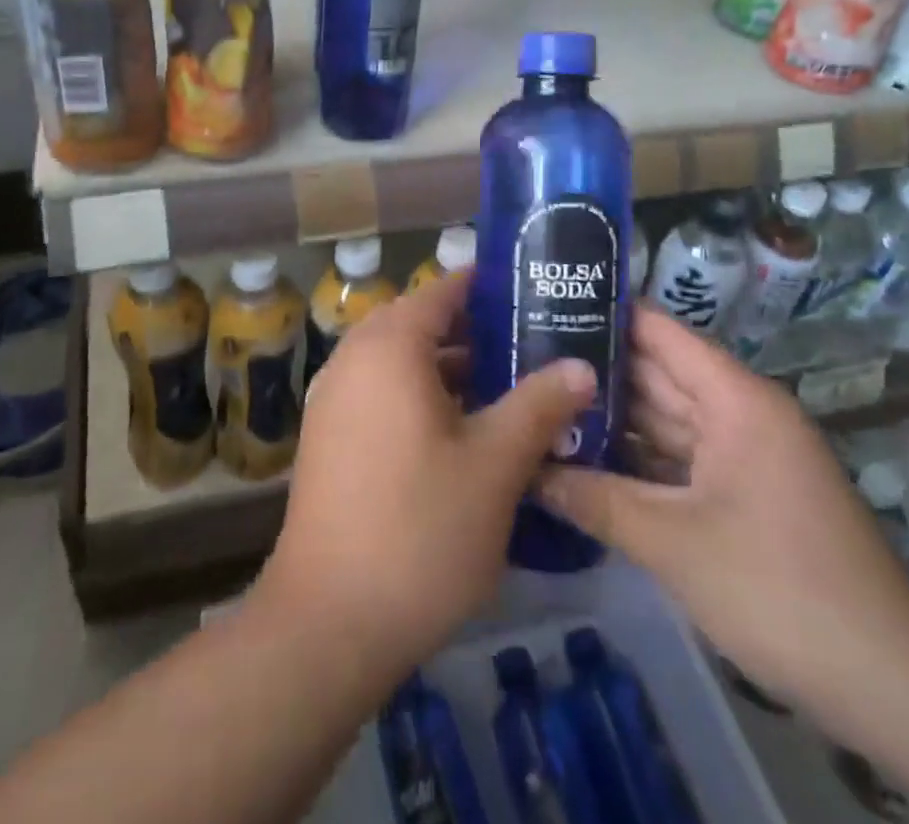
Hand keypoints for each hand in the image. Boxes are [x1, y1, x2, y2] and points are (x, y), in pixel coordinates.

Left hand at [253, 271, 595, 680]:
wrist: (328, 620)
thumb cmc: (420, 529)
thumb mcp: (495, 466)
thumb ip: (539, 405)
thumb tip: (581, 366)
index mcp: (390, 347)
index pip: (442, 290)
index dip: (487, 288)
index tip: (533, 295)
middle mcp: (354, 358)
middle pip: (420, 323)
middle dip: (474, 331)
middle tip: (529, 345)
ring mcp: (334, 398)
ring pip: (399, 362)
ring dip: (447, 368)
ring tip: (506, 387)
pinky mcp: (327, 436)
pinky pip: (380, 392)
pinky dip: (418, 396)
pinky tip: (460, 432)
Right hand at [538, 308, 908, 712]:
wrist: (890, 683)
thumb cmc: (779, 589)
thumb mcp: (674, 544)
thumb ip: (596, 499)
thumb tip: (527, 471)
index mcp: (734, 398)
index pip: (658, 332)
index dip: (603, 313)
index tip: (543, 306)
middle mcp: (739, 412)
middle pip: (656, 372)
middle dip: (593, 369)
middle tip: (523, 358)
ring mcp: (742, 454)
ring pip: (664, 418)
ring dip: (611, 416)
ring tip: (540, 402)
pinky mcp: (741, 492)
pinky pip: (678, 458)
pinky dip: (636, 457)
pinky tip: (583, 457)